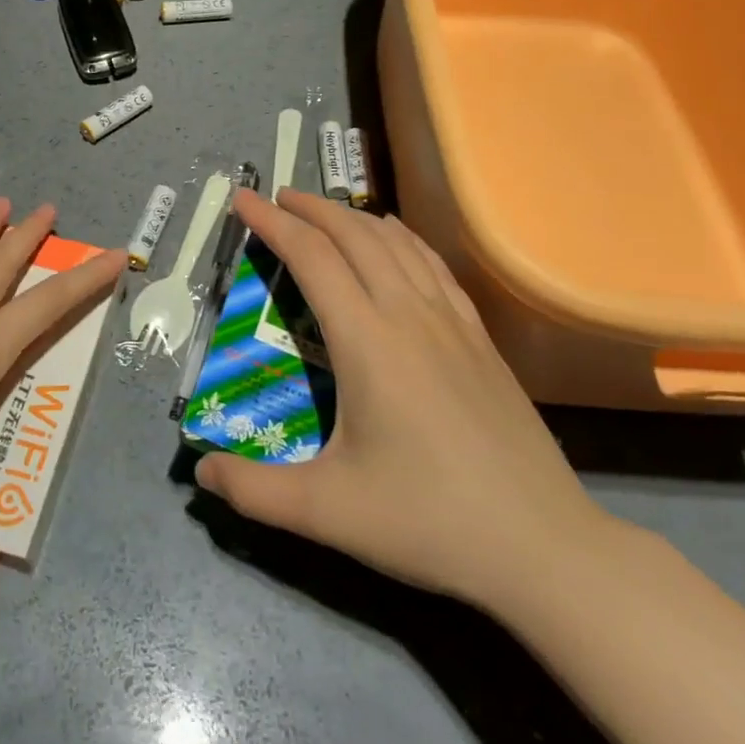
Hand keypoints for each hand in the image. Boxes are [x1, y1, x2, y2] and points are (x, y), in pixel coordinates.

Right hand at [195, 188, 616, 614]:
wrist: (543, 546)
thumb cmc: (428, 521)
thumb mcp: (328, 512)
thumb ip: (254, 491)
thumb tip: (202, 472)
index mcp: (367, 341)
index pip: (311, 257)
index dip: (273, 223)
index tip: (244, 199)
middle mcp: (408, 314)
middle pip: (354, 235)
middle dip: (310, 208)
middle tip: (276, 197)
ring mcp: (451, 322)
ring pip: (396, 242)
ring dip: (353, 216)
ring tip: (324, 211)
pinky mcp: (480, 338)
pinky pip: (433, 265)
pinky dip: (403, 237)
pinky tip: (395, 237)